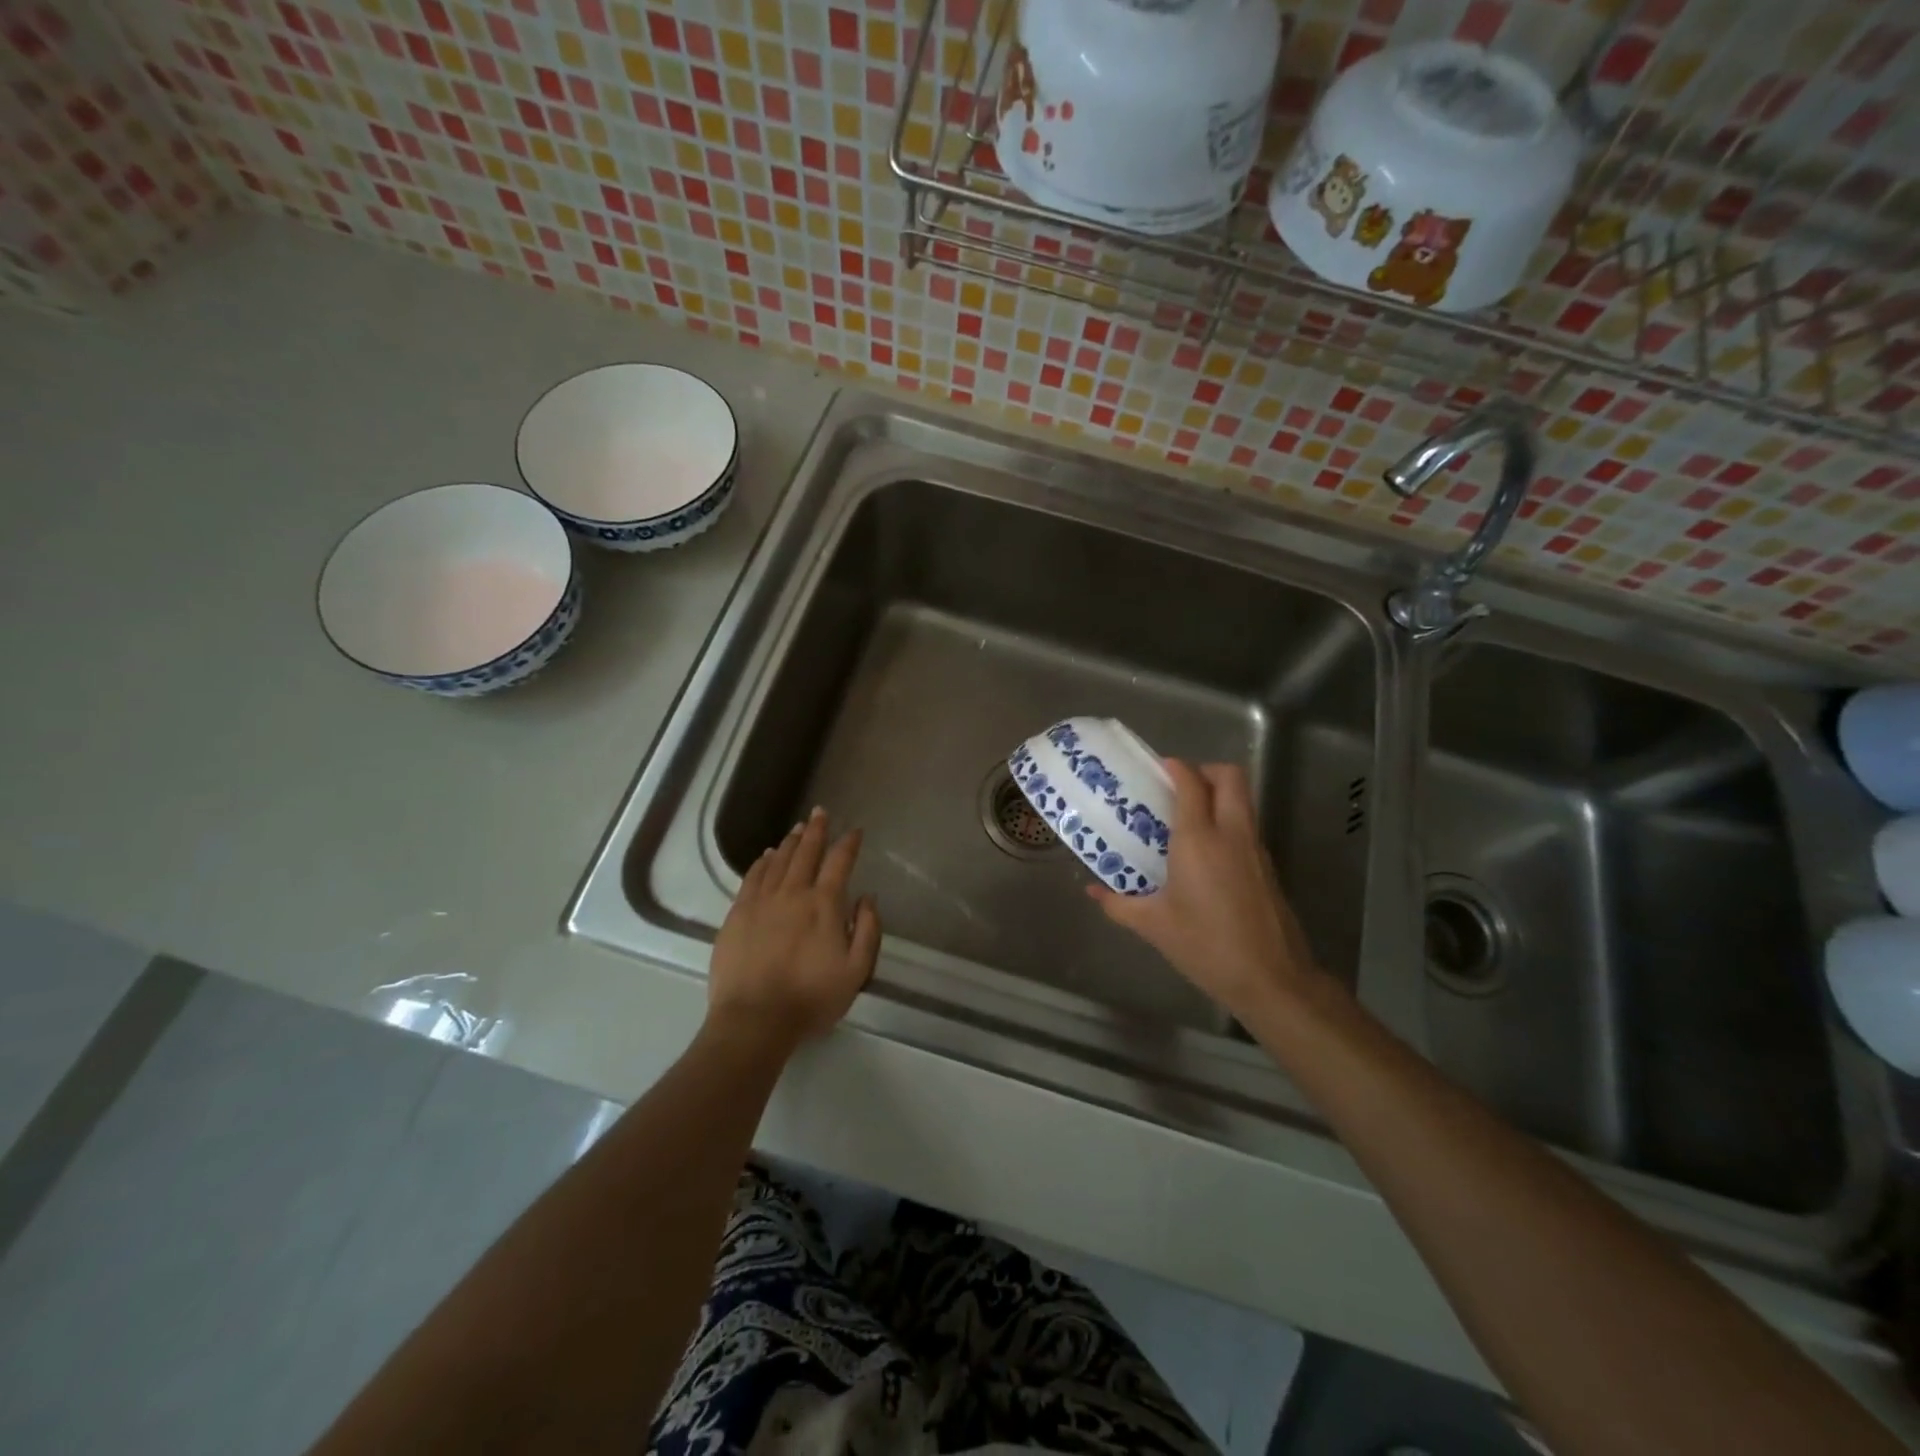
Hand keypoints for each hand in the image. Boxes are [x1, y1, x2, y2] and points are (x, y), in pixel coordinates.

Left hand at [709, 808, 881, 1048]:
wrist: (754, 1019)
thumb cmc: (811, 998)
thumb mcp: (856, 971)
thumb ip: (867, 930)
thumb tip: (866, 897)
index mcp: (824, 904)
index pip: (839, 862)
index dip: (848, 844)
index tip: (855, 831)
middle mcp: (793, 893)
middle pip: (806, 853)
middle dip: (816, 830)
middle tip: (820, 812)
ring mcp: (761, 901)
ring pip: (778, 861)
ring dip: (791, 842)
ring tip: (798, 829)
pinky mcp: (737, 914)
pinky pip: (752, 878)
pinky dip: (762, 862)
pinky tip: (767, 856)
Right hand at [1090, 759, 1320, 1022]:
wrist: (1270, 978)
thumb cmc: (1205, 945)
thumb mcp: (1154, 926)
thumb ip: (1119, 904)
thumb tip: (1092, 891)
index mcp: (1199, 840)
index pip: (1191, 783)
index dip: (1176, 767)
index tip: (1158, 768)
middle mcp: (1231, 834)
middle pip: (1230, 777)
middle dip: (1205, 771)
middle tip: (1179, 786)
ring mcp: (1254, 848)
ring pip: (1243, 799)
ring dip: (1219, 794)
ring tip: (1188, 816)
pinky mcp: (1267, 866)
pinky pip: (1246, 825)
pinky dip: (1228, 821)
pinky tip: (1207, 851)